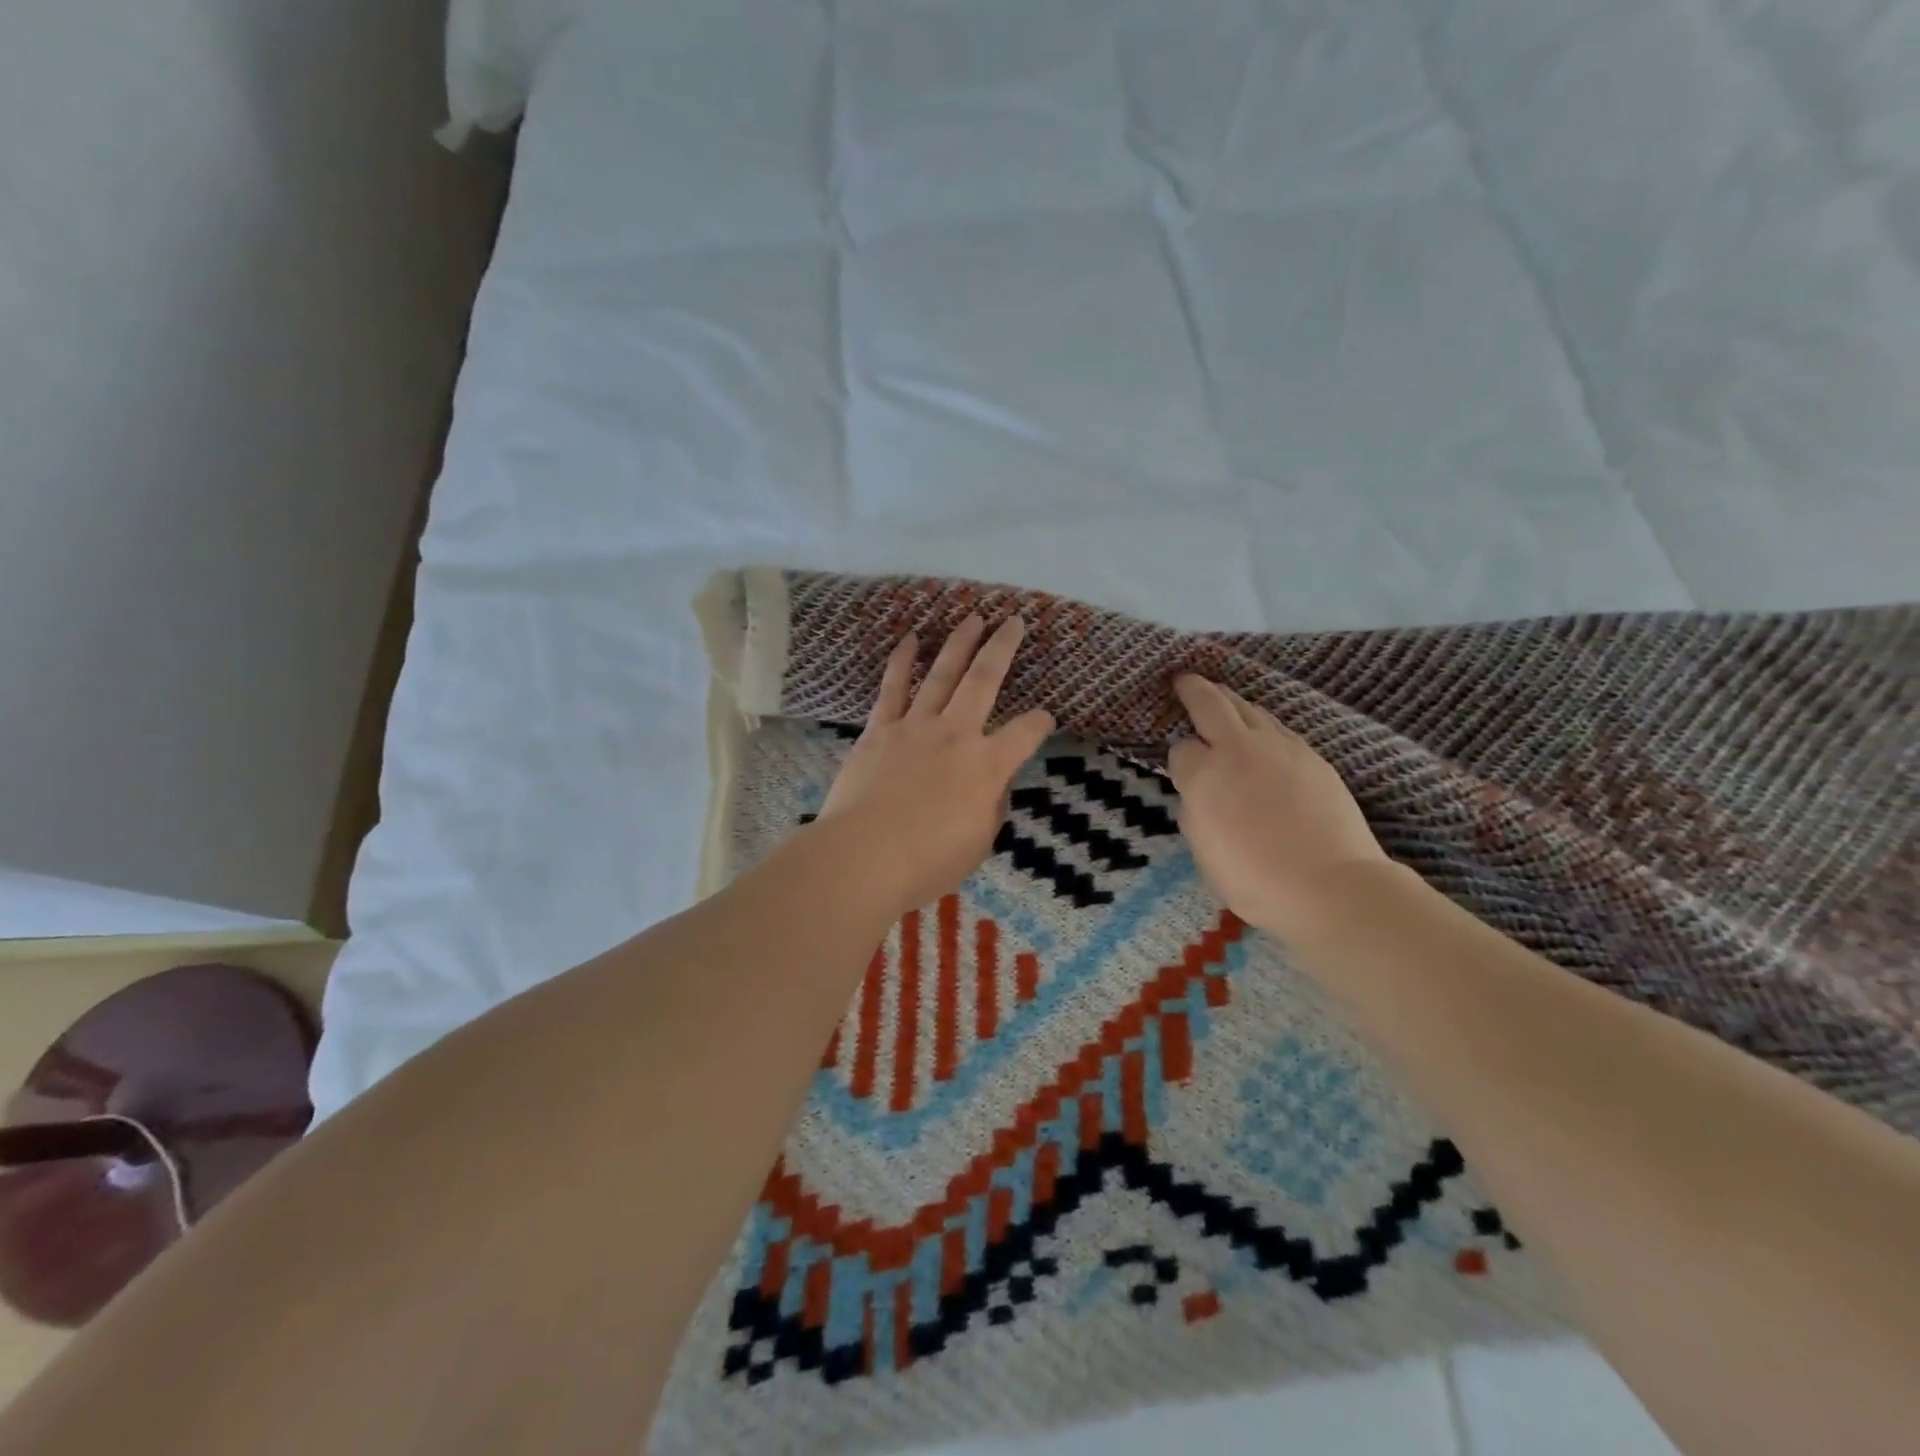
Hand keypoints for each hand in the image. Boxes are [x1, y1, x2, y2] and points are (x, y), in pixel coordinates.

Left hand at [816, 616, 1054, 921]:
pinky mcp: (880, 730)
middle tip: (1013, 620)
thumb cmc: (927, 861)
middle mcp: (956, 734)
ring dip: (959, 643)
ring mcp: (915, 727)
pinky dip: (902, 661)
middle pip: (984, 680)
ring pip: (942, 674)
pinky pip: (893, 688)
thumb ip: (991, 807)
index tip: (1044, 718)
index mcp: (987, 765)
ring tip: (972, 618)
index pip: (1025, 733)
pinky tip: (910, 639)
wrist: (863, 855)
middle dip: (1003, 647)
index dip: (1040, 723)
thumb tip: (993, 785)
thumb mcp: (978, 844)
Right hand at [1167, 674, 1388, 938]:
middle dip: (1194, 689)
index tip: (1183, 769)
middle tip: (1184, 679)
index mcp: (1205, 775)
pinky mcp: (1312, 756)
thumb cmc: (1254, 879)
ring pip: (1250, 709)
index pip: (1181, 749)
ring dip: (1231, 702)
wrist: (1329, 886)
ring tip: (1222, 698)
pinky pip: (1278, 728)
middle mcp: (1239, 749)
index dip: (1179, 758)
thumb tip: (1200, 789)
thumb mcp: (1203, 849)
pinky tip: (1262, 735)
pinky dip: (1262, 724)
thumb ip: (1195, 808)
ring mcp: (1281, 747)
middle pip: (1212, 703)